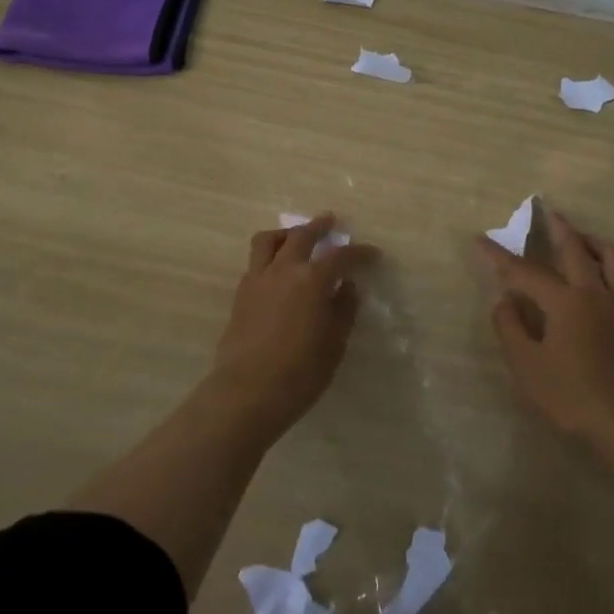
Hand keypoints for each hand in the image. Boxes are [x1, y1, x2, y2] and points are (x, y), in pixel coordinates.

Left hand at [212, 216, 376, 432]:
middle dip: (319, 226)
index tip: (373, 254)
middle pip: (302, 235)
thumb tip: (347, 287)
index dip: (360, 253)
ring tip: (296, 236)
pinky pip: (256, 262)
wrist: (247, 392)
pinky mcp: (241, 295)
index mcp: (312, 280)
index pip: (341, 256)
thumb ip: (343, 310)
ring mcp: (257, 280)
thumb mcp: (334, 344)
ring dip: (287, 233)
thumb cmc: (300, 372)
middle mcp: (283, 270)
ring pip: (269, 240)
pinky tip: (279, 271)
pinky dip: (271, 256)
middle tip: (331, 221)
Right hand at [475, 206, 613, 442]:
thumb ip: (510, 327)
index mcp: (565, 301)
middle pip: (575, 247)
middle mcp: (595, 292)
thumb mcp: (526, 366)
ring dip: (592, 240)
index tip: (479, 240)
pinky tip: (604, 276)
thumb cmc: (570, 396)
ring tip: (579, 237)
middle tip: (545, 211)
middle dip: (556, 227)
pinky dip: (613, 268)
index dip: (499, 256)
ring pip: (612, 255)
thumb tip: (504, 300)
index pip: (525, 271)